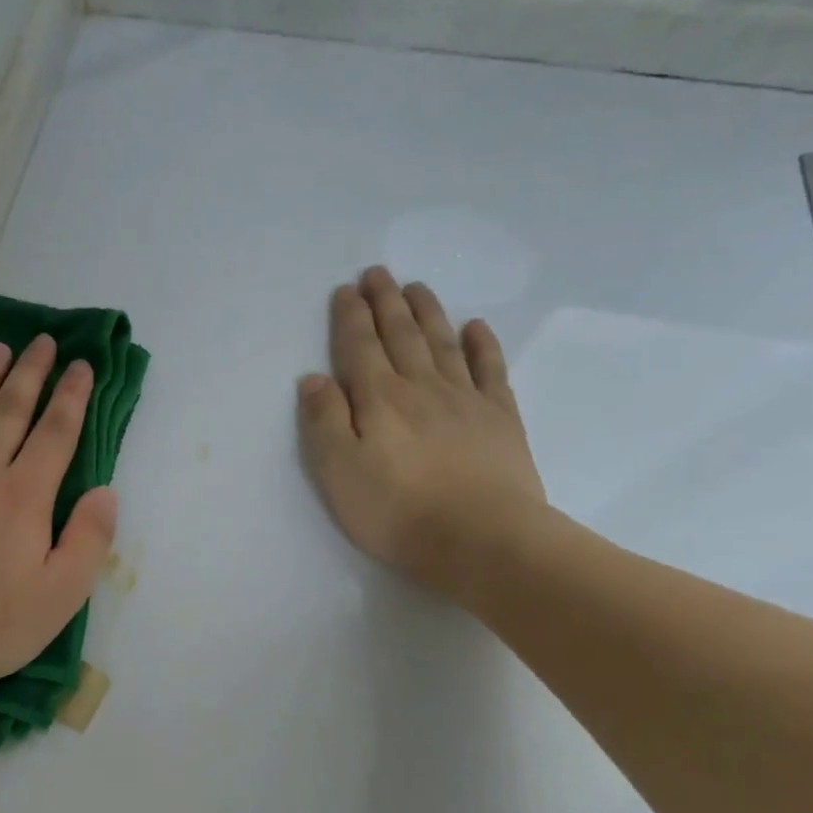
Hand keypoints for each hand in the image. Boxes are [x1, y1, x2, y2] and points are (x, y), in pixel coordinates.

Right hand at [299, 267, 546, 599]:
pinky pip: (489, 370)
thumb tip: (313, 378)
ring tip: (416, 287)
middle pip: (401, 335)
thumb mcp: (339, 471)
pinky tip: (475, 327)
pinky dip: (481, 345)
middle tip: (379, 273)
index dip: (351, 317)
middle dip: (386, 303)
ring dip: (427, 313)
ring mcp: (465, 399)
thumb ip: (324, 421)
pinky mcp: (499, 418)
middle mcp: (420, 387)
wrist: (482, 539)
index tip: (346, 290)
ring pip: (442, 343)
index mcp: (379, 399)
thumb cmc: (398, 511)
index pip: (360, 347)